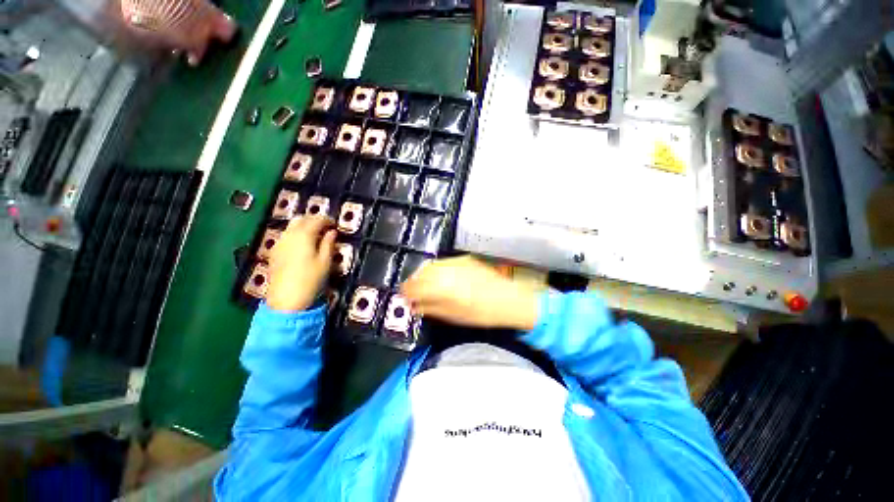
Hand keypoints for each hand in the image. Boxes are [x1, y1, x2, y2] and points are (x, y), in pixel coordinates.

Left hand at [266, 216, 336, 311]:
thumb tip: (332, 232)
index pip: (316, 220)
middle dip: (314, 220)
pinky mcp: (274, 252)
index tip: (335, 224)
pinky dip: (295, 234)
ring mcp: (279, 243)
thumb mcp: (325, 261)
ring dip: (304, 226)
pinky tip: (302, 245)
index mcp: (304, 235)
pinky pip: (286, 236)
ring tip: (315, 236)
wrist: (286, 299)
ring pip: (291, 227)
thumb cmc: (311, 279)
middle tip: (325, 227)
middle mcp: (289, 235)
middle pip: (301, 219)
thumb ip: (329, 243)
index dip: (327, 220)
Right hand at [400, 256, 539, 330]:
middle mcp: (445, 270)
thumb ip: (431, 308)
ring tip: (425, 284)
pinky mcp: (464, 259)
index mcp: (440, 287)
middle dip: (413, 282)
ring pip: (431, 265)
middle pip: (420, 273)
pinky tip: (440, 277)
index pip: (414, 287)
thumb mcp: (453, 316)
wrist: (508, 300)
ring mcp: (456, 262)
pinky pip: (443, 262)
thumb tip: (415, 305)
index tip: (404, 298)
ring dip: (423, 274)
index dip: (406, 292)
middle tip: (412, 292)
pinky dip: (436, 269)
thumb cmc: (481, 313)